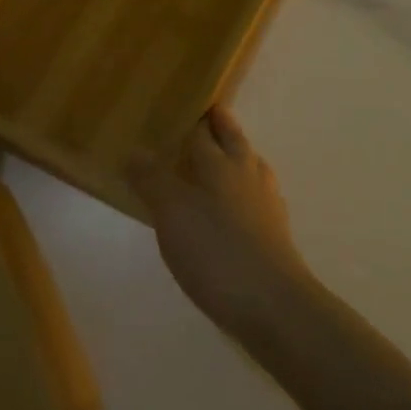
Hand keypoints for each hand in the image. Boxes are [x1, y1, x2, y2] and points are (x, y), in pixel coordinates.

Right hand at [129, 108, 316, 338]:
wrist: (271, 303)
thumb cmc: (216, 251)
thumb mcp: (173, 213)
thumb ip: (154, 179)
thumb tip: (135, 149)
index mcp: (222, 164)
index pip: (205, 131)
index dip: (194, 118)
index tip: (184, 106)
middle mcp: (248, 175)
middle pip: (235, 142)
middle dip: (222, 127)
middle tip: (210, 115)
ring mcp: (267, 203)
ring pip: (250, 166)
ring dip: (237, 156)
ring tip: (223, 157)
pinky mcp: (274, 232)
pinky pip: (256, 196)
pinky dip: (243, 190)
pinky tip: (235, 207)